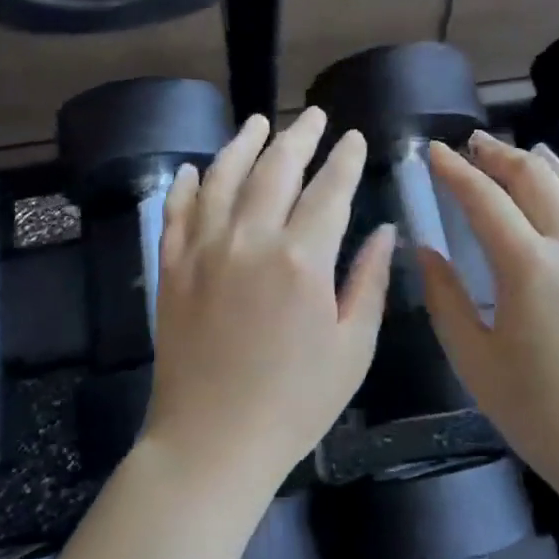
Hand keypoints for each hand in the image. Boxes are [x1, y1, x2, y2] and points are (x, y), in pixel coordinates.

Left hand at [145, 109, 395, 489]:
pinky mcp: (172, 268)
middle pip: (276, 169)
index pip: (330, 190)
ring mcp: (204, 250)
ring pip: (223, 177)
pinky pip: (176, 212)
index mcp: (302, 260)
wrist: (212, 442)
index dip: (345, 159)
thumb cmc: (295, 403)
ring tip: (258, 122)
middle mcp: (250, 240)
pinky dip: (185, 185)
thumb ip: (370, 282)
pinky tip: (192, 168)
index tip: (354, 137)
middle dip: (299, 136)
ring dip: (243, 144)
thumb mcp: (352, 349)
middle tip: (314, 116)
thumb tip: (385, 231)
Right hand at [419, 133, 558, 503]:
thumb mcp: (474, 361)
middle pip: (536, 180)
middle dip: (501, 155)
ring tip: (533, 151)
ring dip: (553, 166)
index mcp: (527, 265)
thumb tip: (424, 249)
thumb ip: (445, 298)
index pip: (483, 199)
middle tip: (476, 143)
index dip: (454, 170)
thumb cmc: (542, 415)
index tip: (433, 150)